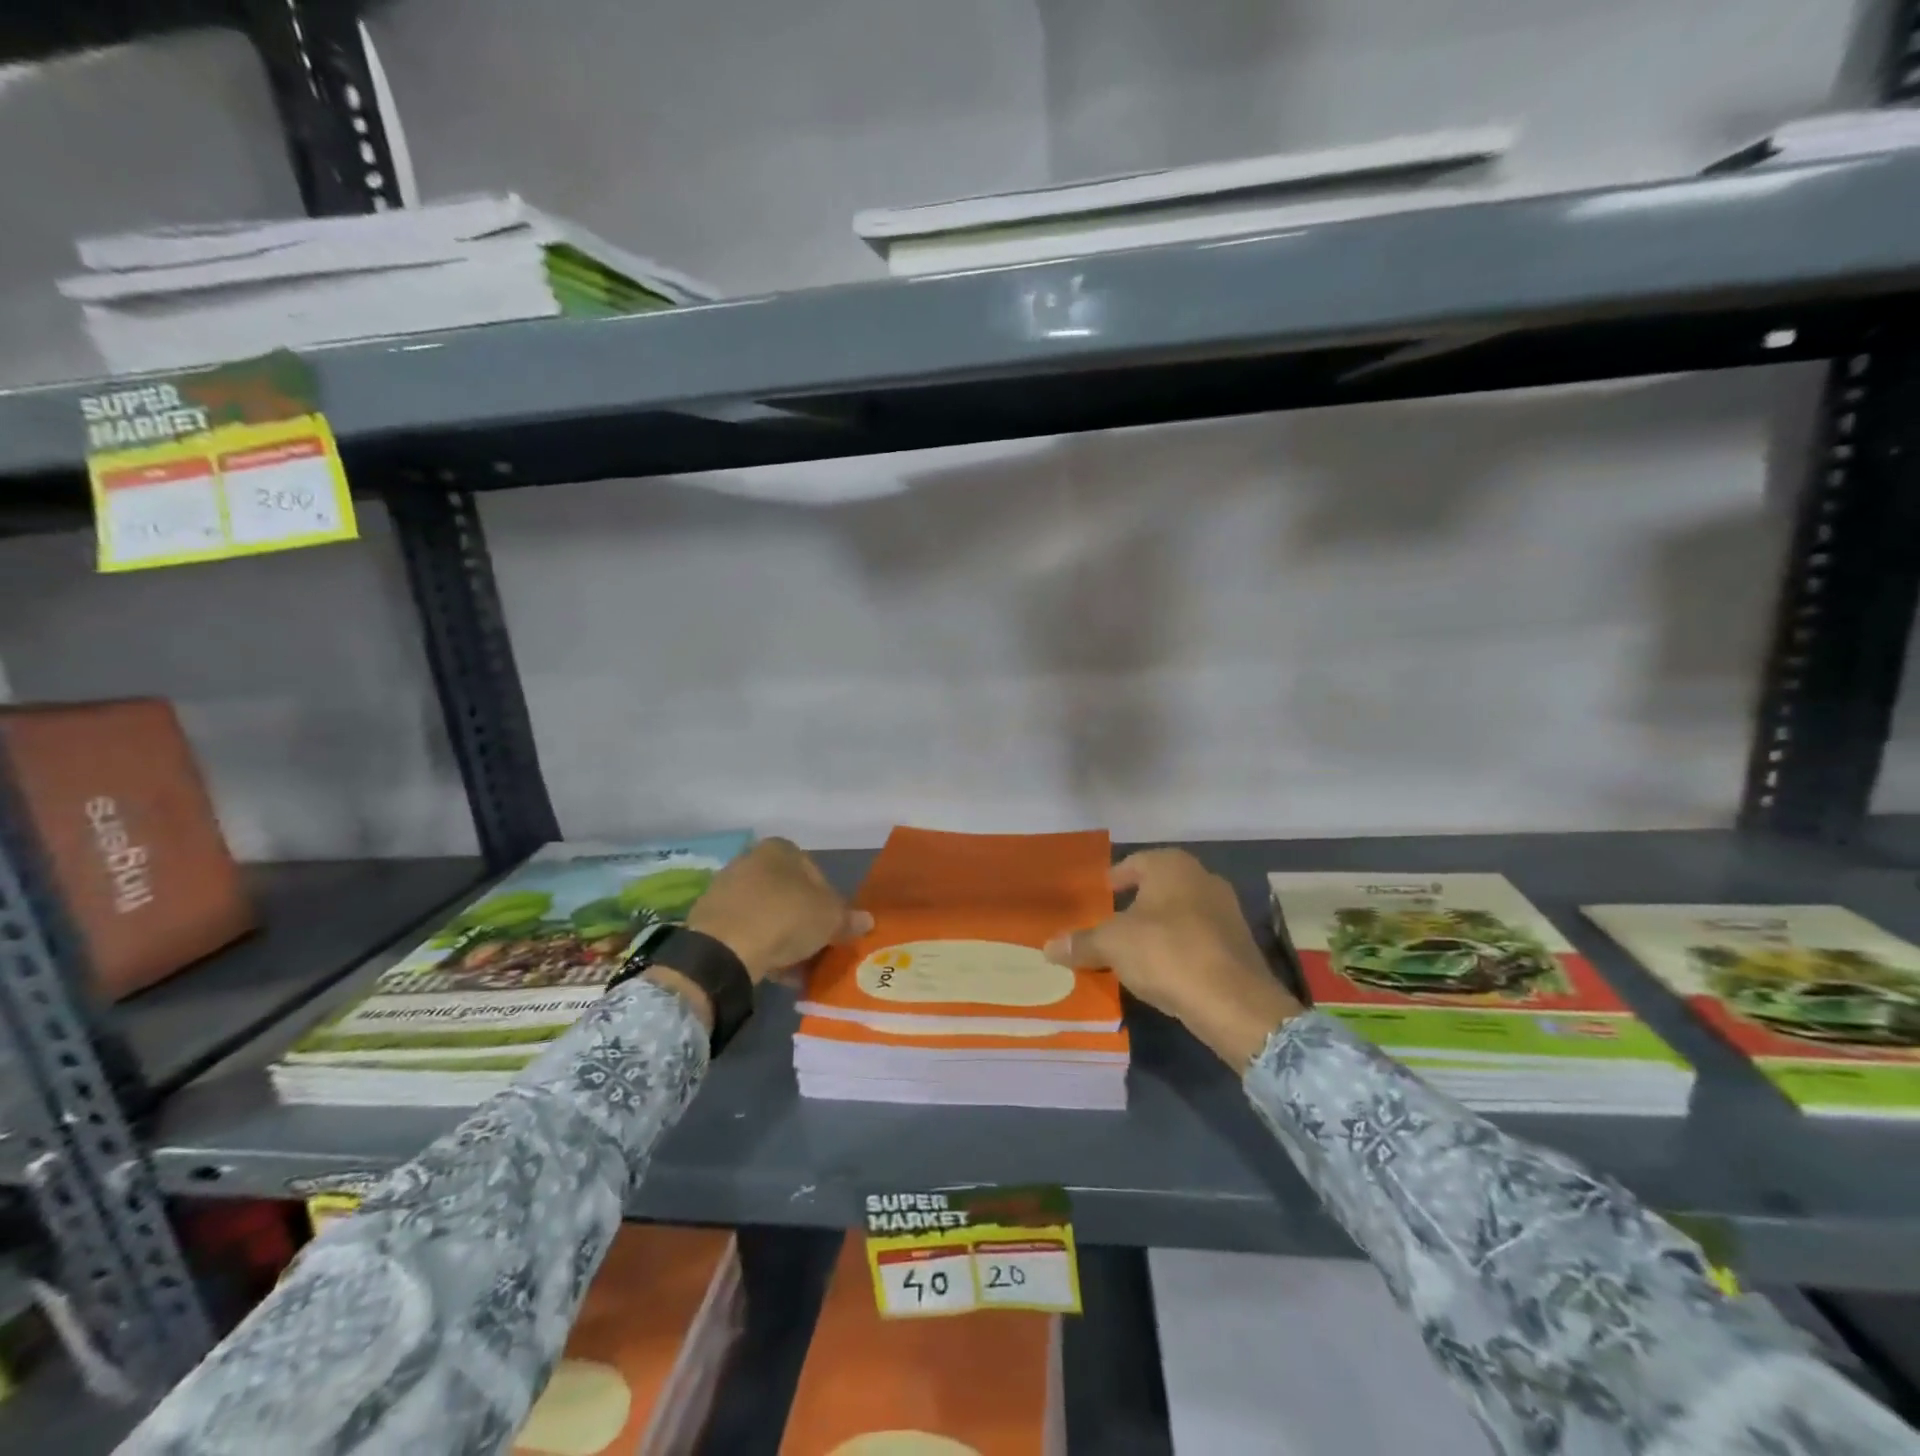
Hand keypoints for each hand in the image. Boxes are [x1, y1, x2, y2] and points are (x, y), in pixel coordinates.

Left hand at [685, 838, 871, 983]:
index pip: (815, 872)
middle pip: (788, 893)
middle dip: (803, 920)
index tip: (832, 928)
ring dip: (782, 937)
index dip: (829, 902)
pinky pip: (744, 930)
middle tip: (815, 947)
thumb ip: (849, 918)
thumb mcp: (830, 919)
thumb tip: (867, 920)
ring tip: (795, 966)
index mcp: (781, 848)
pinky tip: (771, 970)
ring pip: (766, 913)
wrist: (723, 948)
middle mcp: (751, 859)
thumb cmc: (785, 918)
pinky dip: (759, 946)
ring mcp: (726, 887)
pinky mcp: (708, 917)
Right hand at [1044, 848, 1303, 1069]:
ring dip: (1158, 929)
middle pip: (1158, 888)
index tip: (1099, 898)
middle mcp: (1203, 878)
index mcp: (1172, 866)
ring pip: (1180, 914)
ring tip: (1133, 952)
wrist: (1233, 1001)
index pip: (1134, 863)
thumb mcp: (1112, 945)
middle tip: (1110, 925)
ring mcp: (1226, 912)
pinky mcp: (1238, 945)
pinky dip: (1178, 950)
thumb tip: (1048, 947)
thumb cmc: (1166, 953)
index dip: (1114, 880)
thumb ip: (1081, 943)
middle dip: (1135, 905)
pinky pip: (1197, 940)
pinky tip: (1163, 971)